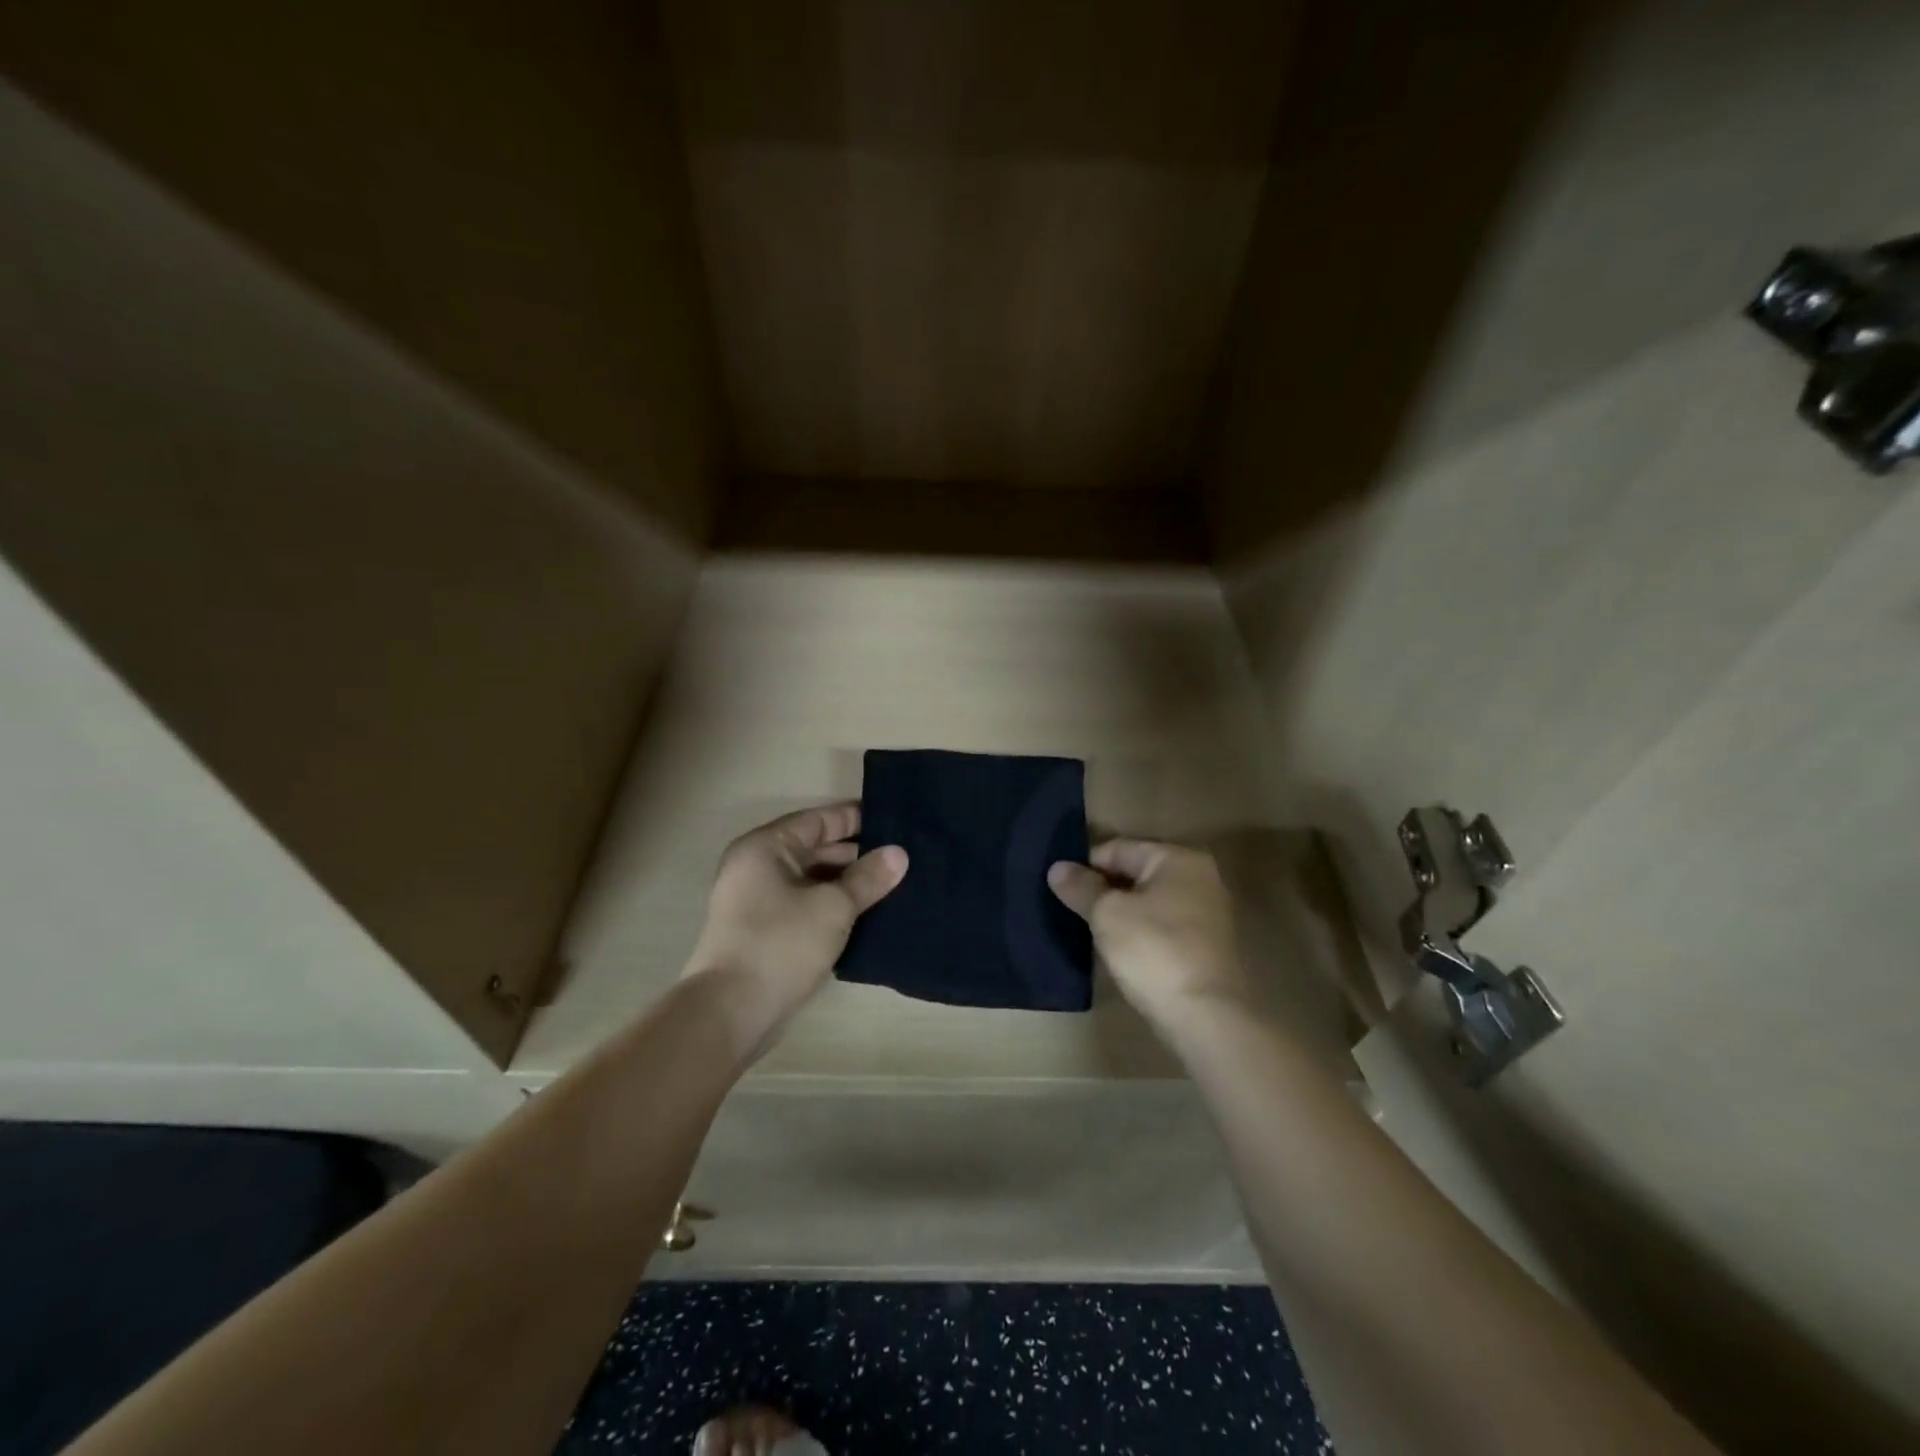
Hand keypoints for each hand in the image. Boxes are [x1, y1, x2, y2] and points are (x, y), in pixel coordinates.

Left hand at [684, 803, 907, 1050]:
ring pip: (812, 880)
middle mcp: (757, 867)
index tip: (896, 821)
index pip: (819, 820)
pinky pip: (806, 905)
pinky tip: (868, 913)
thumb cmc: (781, 944)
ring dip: (848, 883)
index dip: (857, 818)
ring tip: (894, 884)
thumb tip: (899, 854)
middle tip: (903, 856)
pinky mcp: (765, 932)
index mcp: (765, 847)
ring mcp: (758, 901)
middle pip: (815, 848)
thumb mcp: (833, 906)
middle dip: (857, 853)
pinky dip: (833, 905)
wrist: (731, 1013)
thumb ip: (868, 877)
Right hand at [1048, 839, 1249, 1028]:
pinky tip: (1119, 950)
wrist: (1206, 1017)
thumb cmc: (1154, 951)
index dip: (1085, 866)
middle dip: (1102, 889)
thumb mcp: (1107, 915)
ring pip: (1148, 901)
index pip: (1118, 849)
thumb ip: (1081, 887)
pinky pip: (1162, 925)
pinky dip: (1139, 931)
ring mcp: (1206, 912)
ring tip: (1089, 930)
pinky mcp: (1205, 945)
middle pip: (1135, 872)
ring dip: (1120, 912)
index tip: (1060, 889)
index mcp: (1178, 858)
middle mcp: (1198, 877)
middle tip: (1070, 909)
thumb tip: (1057, 867)